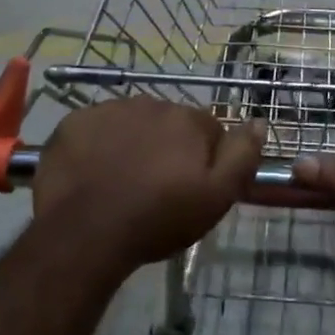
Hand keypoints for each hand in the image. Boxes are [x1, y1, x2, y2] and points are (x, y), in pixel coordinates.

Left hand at [33, 99, 264, 270]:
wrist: (85, 232)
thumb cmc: (157, 219)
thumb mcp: (216, 197)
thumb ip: (242, 156)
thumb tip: (259, 121)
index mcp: (187, 120)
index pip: (207, 131)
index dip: (203, 160)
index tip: (190, 188)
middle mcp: (151, 103)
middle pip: (168, 124)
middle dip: (166, 148)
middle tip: (155, 189)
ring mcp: (109, 109)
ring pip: (131, 124)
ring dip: (132, 144)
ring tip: (121, 184)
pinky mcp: (74, 122)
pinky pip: (94, 129)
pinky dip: (97, 146)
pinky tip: (92, 175)